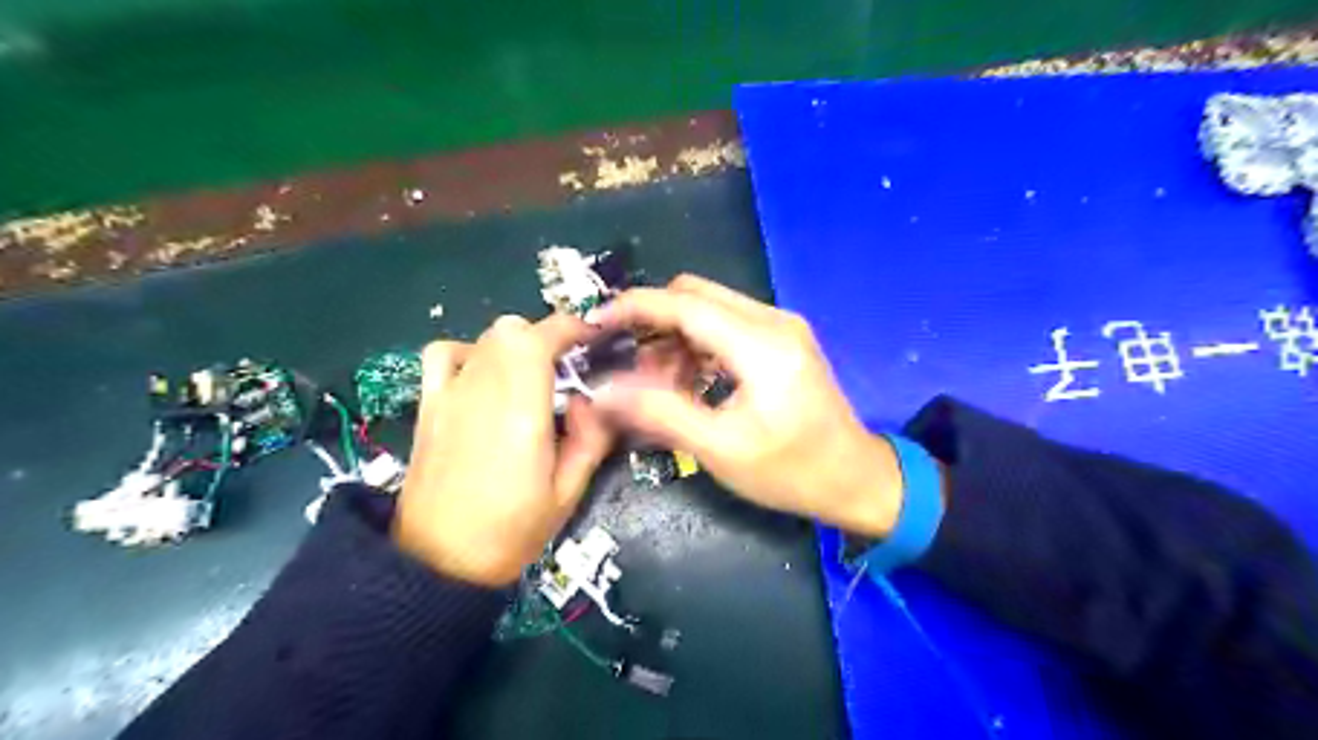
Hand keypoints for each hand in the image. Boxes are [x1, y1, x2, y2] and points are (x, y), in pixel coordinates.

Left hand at [394, 314, 614, 584]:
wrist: (438, 562)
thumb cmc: (511, 532)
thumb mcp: (568, 493)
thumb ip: (590, 438)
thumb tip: (591, 398)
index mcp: (522, 411)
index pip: (542, 338)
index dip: (571, 328)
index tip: (591, 339)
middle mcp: (484, 390)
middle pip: (514, 329)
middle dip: (547, 338)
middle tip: (567, 368)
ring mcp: (450, 394)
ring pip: (486, 336)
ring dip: (516, 344)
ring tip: (530, 375)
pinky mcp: (428, 405)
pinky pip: (443, 354)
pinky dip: (468, 352)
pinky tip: (482, 375)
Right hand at [589, 273, 907, 537]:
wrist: (856, 480)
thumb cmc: (791, 472)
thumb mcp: (721, 449)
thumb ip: (660, 413)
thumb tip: (604, 390)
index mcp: (761, 345)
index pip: (684, 304)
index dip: (634, 308)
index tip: (595, 323)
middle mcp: (772, 321)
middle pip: (694, 294)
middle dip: (652, 320)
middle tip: (623, 360)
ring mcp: (780, 327)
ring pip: (708, 308)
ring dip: (673, 336)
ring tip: (653, 382)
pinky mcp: (781, 340)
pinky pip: (726, 325)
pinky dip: (696, 345)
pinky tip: (685, 381)